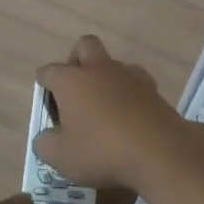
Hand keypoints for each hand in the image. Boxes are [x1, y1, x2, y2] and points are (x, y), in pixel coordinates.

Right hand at [35, 35, 203, 189]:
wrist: (158, 151)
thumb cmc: (101, 151)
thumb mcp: (61, 157)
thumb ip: (45, 144)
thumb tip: (46, 137)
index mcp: (71, 80)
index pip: (49, 71)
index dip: (44, 84)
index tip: (46, 102)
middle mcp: (99, 69)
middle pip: (84, 45)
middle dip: (76, 60)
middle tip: (75, 89)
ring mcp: (129, 75)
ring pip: (112, 62)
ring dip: (104, 76)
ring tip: (103, 105)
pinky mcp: (152, 88)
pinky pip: (134, 80)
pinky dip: (127, 91)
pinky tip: (127, 112)